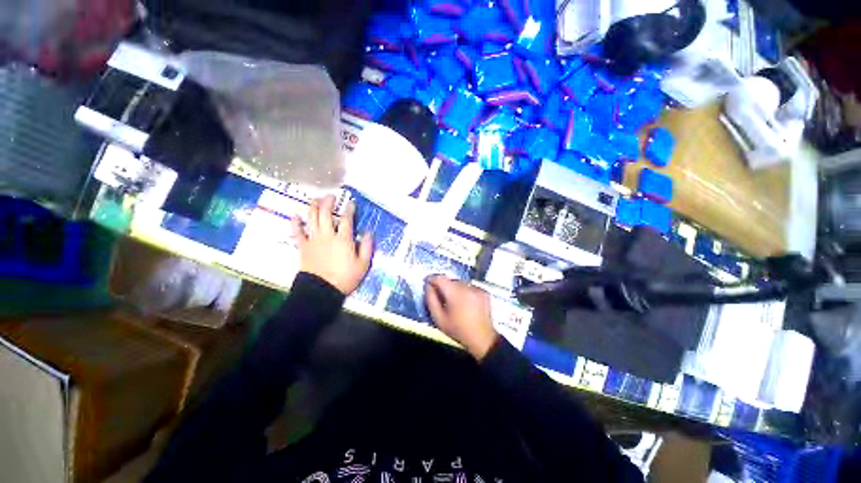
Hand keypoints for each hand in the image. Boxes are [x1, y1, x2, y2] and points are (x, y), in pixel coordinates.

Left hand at [291, 195, 372, 294]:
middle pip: (326, 214)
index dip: (349, 209)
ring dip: (313, 207)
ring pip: (312, 219)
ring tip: (316, 199)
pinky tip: (295, 215)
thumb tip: (368, 233)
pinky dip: (295, 223)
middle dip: (329, 202)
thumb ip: (367, 247)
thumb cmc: (345, 278)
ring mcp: (314, 240)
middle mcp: (328, 235)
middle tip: (331, 196)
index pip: (347, 219)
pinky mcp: (303, 247)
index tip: (351, 203)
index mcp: (344, 239)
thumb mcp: (363, 264)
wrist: (322, 290)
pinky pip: (297, 232)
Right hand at [425, 276, 497, 359]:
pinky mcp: (483, 291)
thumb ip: (431, 300)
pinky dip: (465, 292)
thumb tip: (428, 286)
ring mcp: (477, 288)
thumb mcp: (439, 319)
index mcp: (455, 293)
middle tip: (441, 297)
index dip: (432, 279)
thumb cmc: (458, 330)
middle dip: (444, 286)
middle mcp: (467, 287)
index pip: (440, 278)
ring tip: (453, 302)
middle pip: (450, 280)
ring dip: (454, 289)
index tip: (427, 283)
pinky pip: (469, 287)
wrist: (482, 339)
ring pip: (460, 283)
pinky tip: (465, 303)